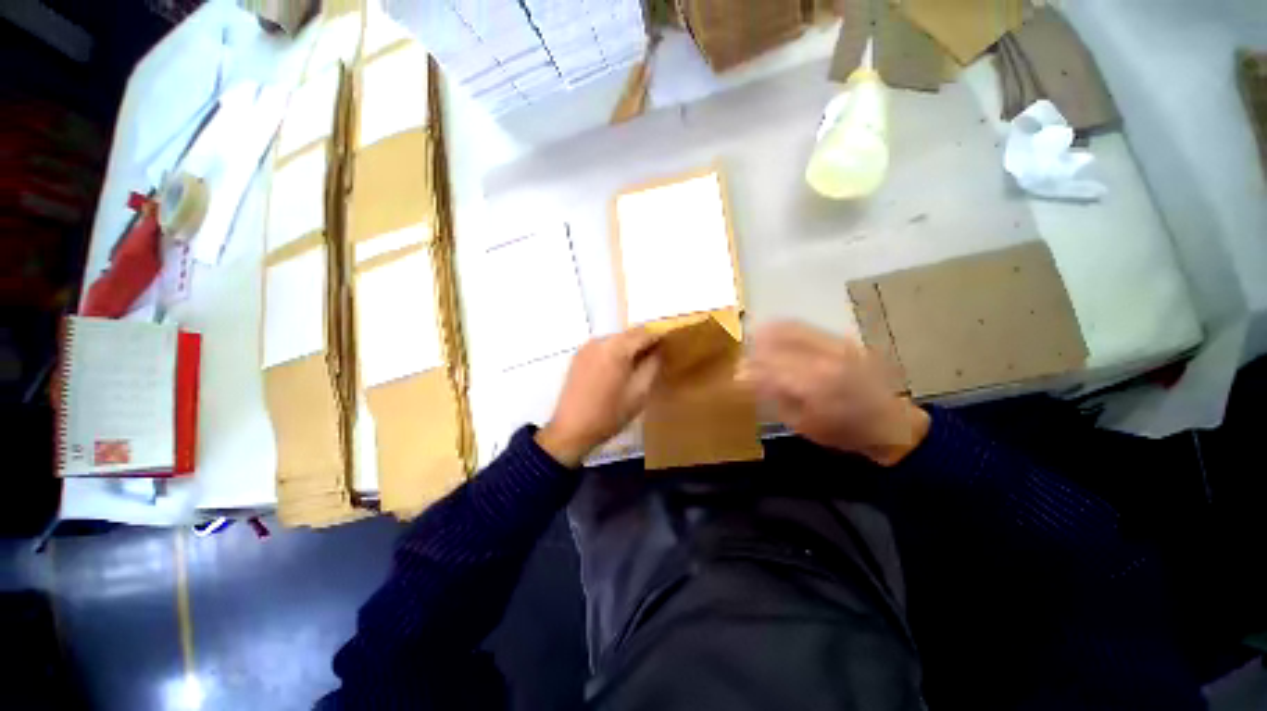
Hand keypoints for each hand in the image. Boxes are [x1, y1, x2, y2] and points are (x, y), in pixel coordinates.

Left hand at [536, 328, 661, 466]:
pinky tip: (618, 369)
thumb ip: (652, 366)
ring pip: (616, 340)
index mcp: (616, 348)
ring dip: (629, 347)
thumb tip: (658, 350)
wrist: (572, 430)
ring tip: (637, 364)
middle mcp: (600, 341)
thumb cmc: (610, 413)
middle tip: (655, 356)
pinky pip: (603, 347)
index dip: (659, 338)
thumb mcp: (640, 392)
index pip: (644, 333)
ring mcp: (587, 348)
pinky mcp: (579, 356)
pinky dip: (615, 352)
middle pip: (628, 334)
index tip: (669, 345)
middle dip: (643, 342)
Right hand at [744, 322, 929, 465]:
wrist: (890, 422)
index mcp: (814, 386)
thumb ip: (775, 398)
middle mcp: (823, 359)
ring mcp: (834, 345)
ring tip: (751, 341)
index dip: (748, 369)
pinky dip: (782, 328)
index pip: (769, 368)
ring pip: (788, 329)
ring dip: (765, 334)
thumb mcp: (803, 424)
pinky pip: (804, 326)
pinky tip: (770, 331)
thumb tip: (749, 378)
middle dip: (753, 351)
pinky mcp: (841, 339)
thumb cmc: (842, 432)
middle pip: (776, 345)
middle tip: (742, 359)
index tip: (735, 373)